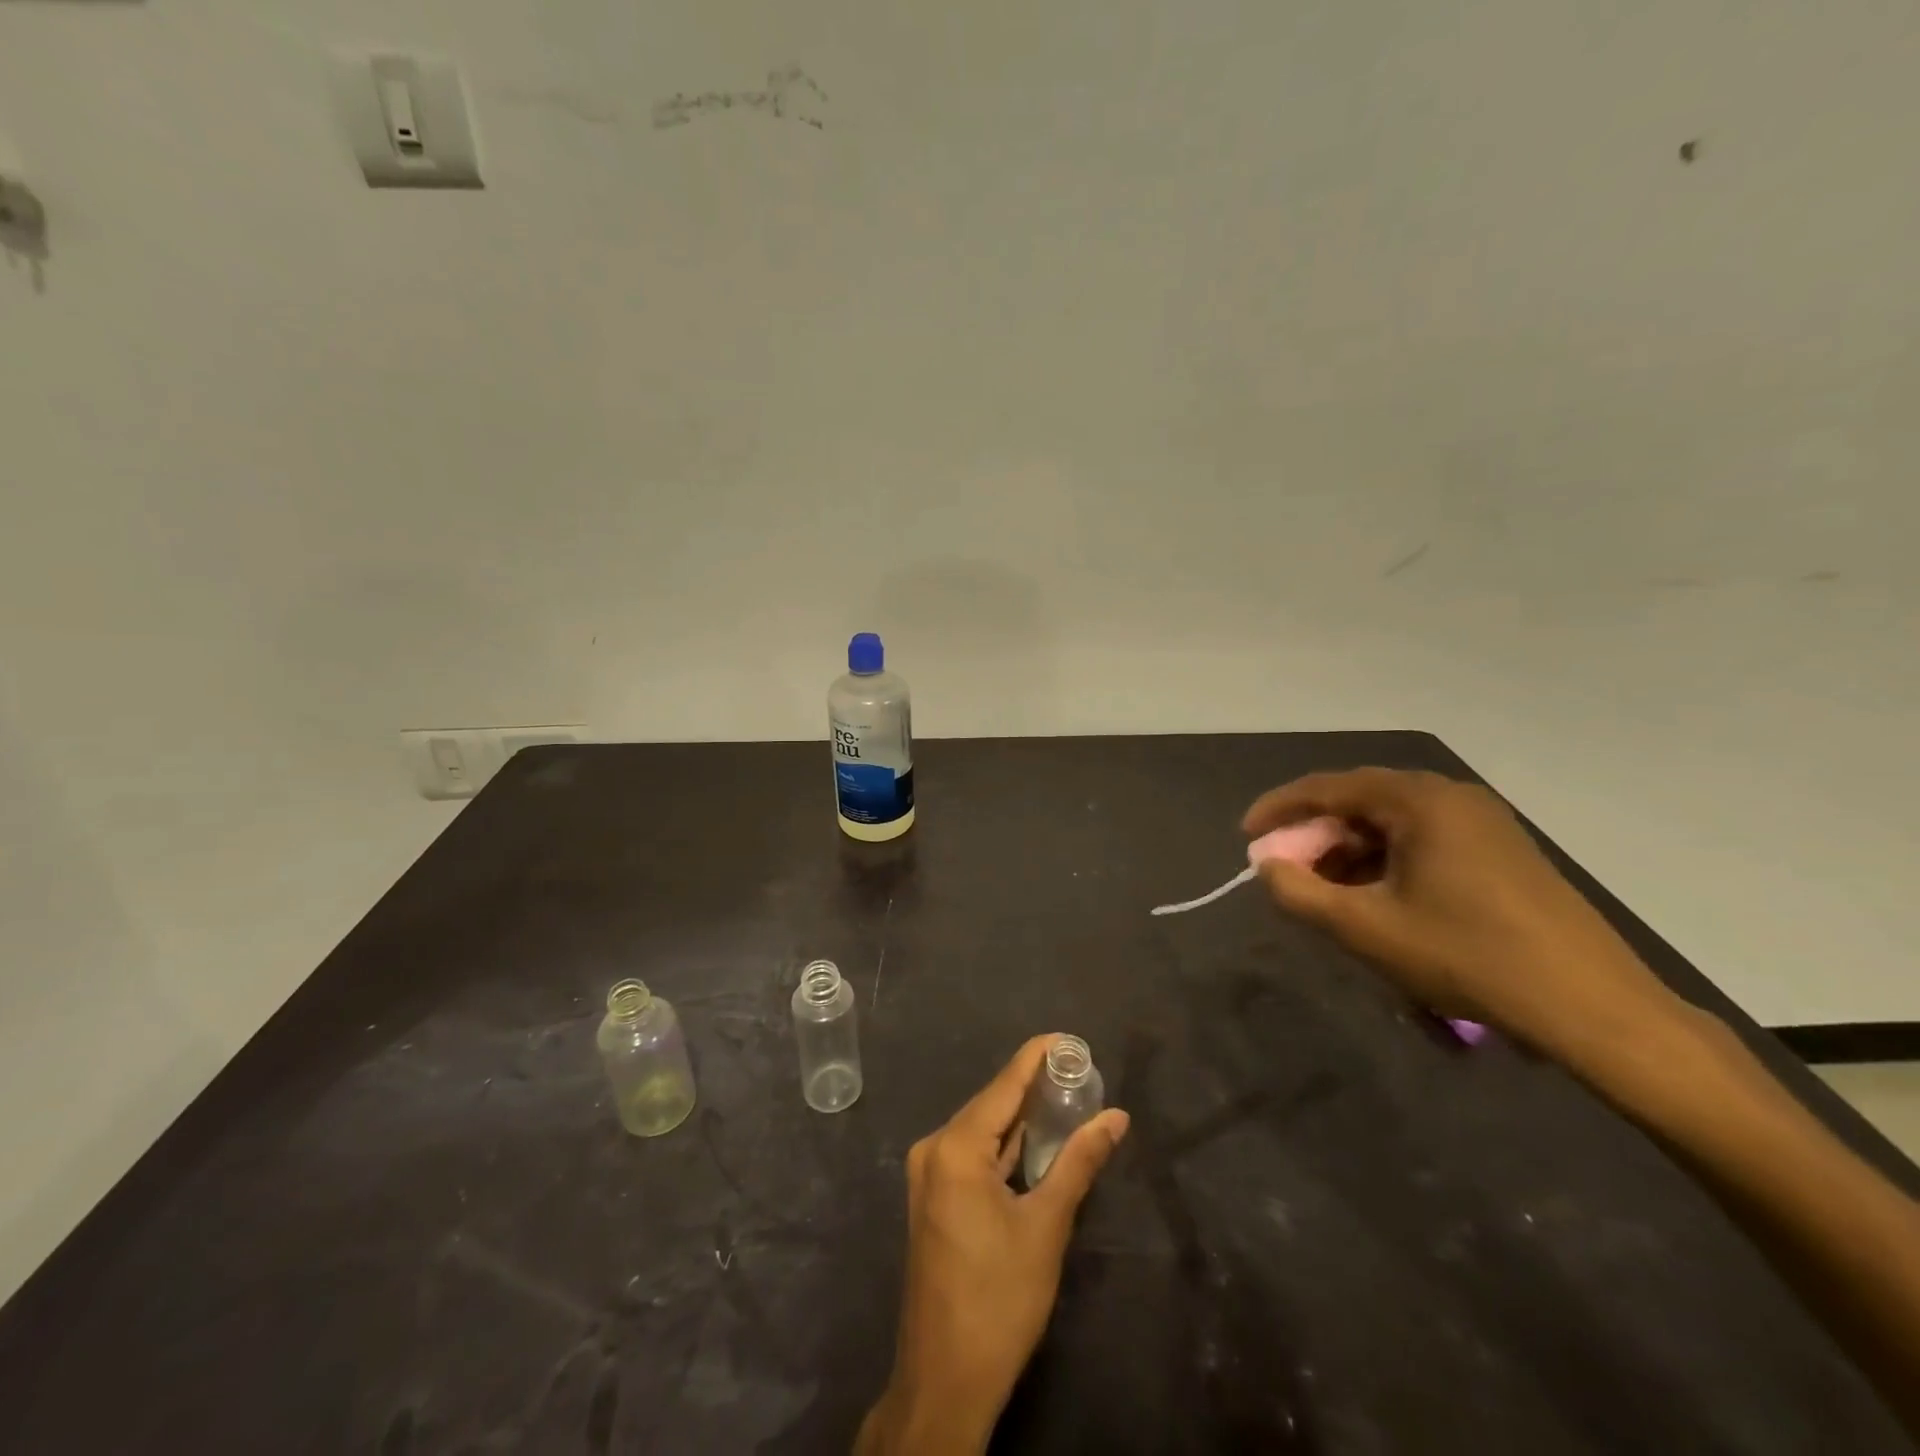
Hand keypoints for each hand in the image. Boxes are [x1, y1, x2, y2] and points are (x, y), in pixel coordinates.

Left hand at [856, 1035, 1129, 1455]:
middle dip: (1033, 1086)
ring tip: (1065, 1096)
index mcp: (955, 1147)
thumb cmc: (999, 1299)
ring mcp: (929, 1174)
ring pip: (982, 1130)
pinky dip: (1004, 1145)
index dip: (1036, 1057)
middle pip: (991, 1104)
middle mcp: (934, 1148)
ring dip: (1020, 1117)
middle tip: (1078, 1071)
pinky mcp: (934, 1197)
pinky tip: (1034, 1139)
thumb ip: (1079, 1163)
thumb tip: (1116, 1117)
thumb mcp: (1046, 1226)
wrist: (945, 1379)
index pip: (1004, 1085)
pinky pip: (972, 1154)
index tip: (1068, 1038)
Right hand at [1243, 768, 1679, 1057]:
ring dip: (1348, 852)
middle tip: (1286, 871)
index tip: (1246, 837)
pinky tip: (1376, 900)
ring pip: (1391, 824)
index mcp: (1419, 800)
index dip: (1279, 810)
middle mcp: (1451, 797)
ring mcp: (1483, 823)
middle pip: (1360, 802)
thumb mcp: (1365, 929)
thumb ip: (1299, 893)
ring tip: (1326, 893)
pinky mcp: (1502, 852)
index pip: (1328, 787)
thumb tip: (1267, 867)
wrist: (1594, 1009)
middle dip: (1314, 836)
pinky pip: (1422, 841)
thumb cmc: (1468, 957)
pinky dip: (1385, 863)